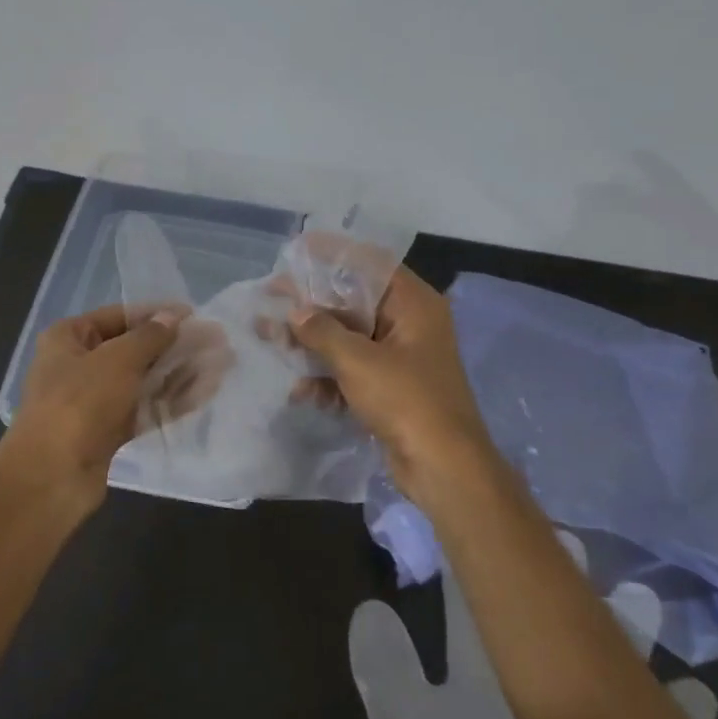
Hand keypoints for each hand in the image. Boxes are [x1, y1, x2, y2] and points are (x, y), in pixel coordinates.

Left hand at [4, 303, 220, 504]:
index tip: (193, 315)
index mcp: (68, 338)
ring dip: (180, 373)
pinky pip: (145, 409)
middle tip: (215, 341)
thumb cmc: (80, 402)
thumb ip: (150, 337)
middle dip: (175, 346)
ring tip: (220, 365)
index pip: (118, 316)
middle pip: (134, 349)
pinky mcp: (109, 431)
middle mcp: (79, 365)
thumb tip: (173, 316)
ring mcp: (94, 401)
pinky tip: (205, 392)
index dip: (156, 314)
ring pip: (143, 380)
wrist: (52, 476)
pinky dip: (172, 400)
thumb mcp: (118, 359)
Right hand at [287, 267, 497, 506]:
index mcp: (414, 304)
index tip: (298, 251)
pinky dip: (330, 378)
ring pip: (351, 339)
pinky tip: (302, 392)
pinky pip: (355, 371)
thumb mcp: (358, 361)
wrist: (444, 467)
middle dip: (313, 307)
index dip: (333, 255)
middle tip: (273, 300)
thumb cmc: (406, 400)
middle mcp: (410, 324)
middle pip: (355, 303)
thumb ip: (322, 332)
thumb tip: (295, 313)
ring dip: (315, 345)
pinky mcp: (392, 390)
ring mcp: (402, 359)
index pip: (370, 265)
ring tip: (274, 343)